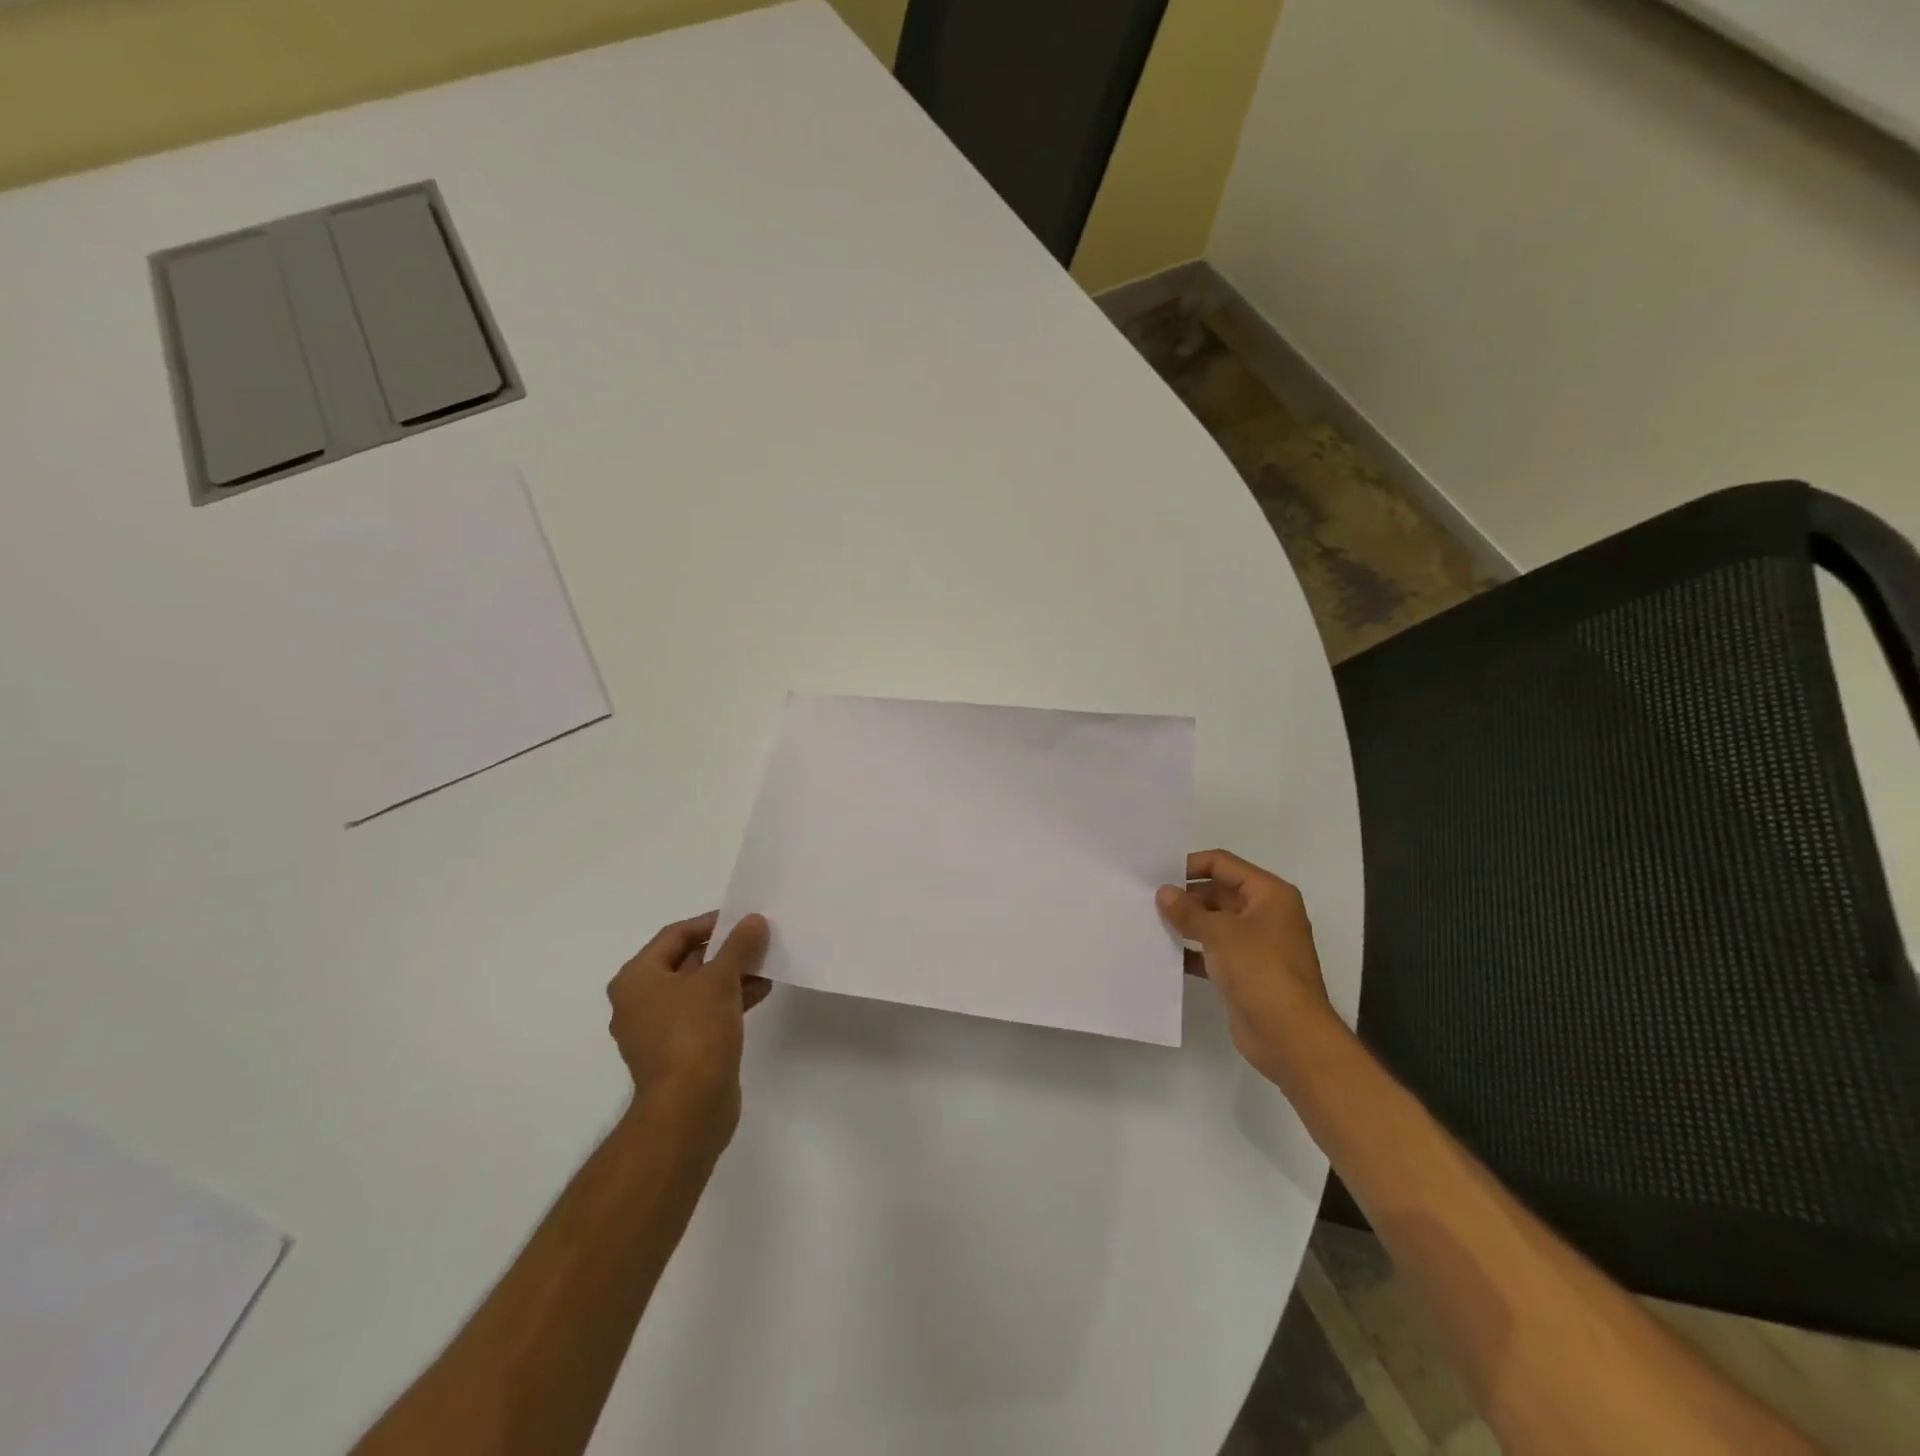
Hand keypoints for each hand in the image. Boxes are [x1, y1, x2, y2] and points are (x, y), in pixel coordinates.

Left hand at [607, 911, 771, 1134]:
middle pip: (686, 961)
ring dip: (732, 975)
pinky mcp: (679, 1052)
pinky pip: (705, 1013)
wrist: (689, 1109)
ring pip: (699, 989)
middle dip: (725, 950)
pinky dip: (730, 1000)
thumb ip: (738, 945)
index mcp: (637, 979)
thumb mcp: (720, 979)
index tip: (743, 919)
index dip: (710, 922)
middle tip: (758, 939)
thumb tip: (754, 921)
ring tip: (767, 964)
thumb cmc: (694, 1033)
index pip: (674, 935)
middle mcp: (640, 1002)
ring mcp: (659, 1030)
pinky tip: (761, 991)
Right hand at [1157, 850, 1340, 1087]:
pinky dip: (1192, 951)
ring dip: (1187, 924)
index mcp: (1269, 894)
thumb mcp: (1220, 933)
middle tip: (1147, 901)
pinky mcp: (1246, 973)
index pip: (1223, 864)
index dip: (1190, 865)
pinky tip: (1165, 954)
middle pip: (1219, 892)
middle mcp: (1266, 914)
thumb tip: (1164, 893)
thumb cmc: (1260, 971)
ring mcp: (1257, 945)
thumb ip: (1188, 911)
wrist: (1289, 1036)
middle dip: (1186, 897)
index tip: (1157, 875)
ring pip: (1215, 923)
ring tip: (1150, 923)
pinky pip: (1214, 951)